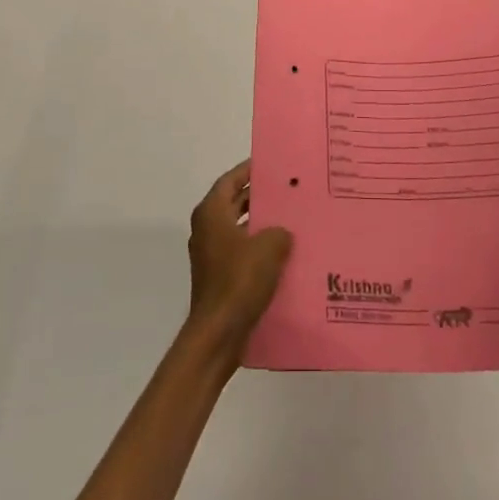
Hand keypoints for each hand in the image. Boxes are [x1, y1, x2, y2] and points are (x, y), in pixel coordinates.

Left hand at [186, 161, 292, 368]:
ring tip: (291, 218)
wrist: (218, 334)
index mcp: (211, 213)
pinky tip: (284, 252)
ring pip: (239, 227)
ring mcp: (211, 254)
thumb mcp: (269, 248)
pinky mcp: (219, 276)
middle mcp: (207, 229)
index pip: (230, 180)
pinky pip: (241, 250)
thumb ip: (279, 231)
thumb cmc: (239, 281)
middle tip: (288, 189)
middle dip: (259, 196)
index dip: (249, 170)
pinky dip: (258, 246)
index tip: (272, 164)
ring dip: (261, 223)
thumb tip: (282, 232)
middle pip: (234, 202)